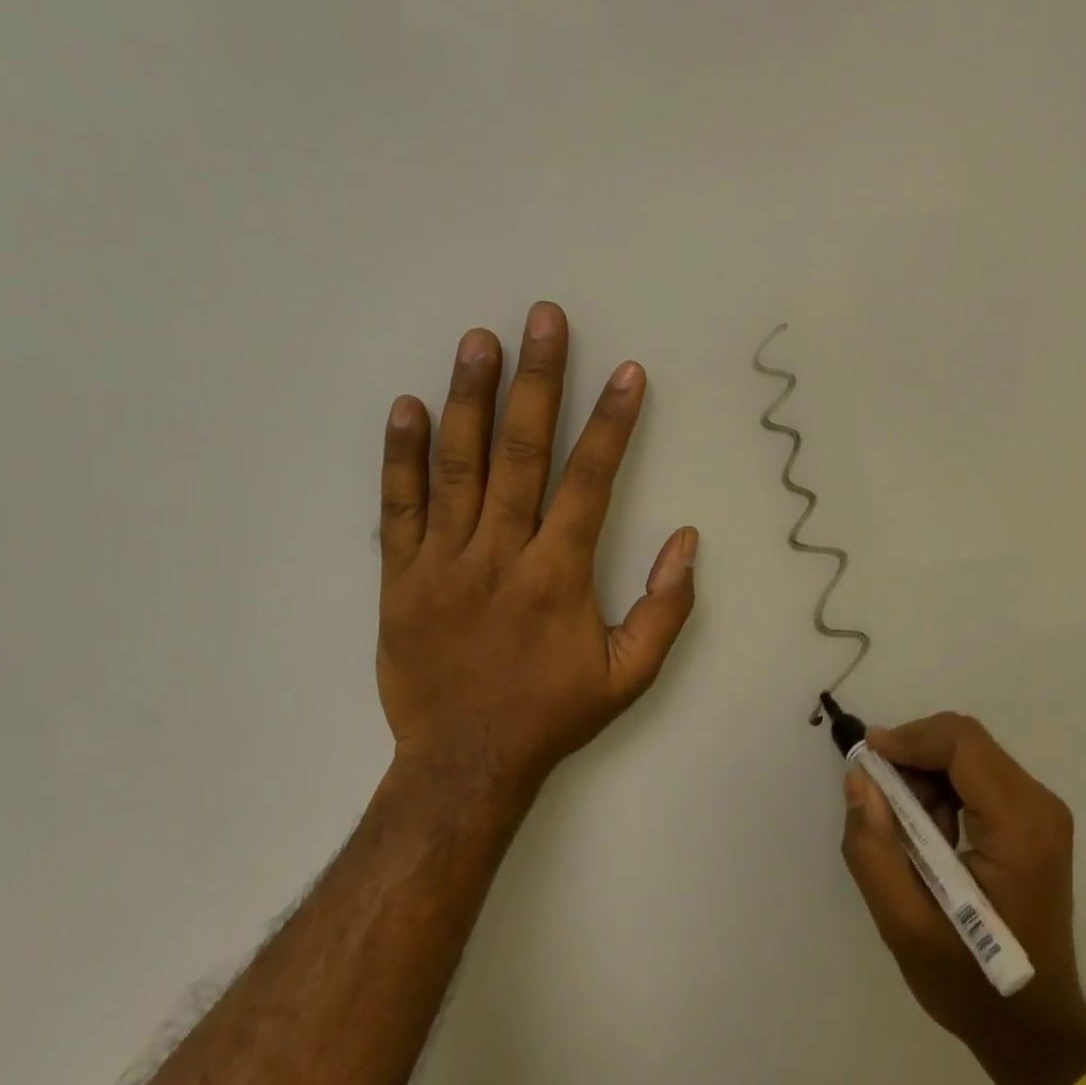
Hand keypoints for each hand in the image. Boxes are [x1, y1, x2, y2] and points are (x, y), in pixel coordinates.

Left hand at [373, 302, 697, 805]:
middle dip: (538, 380)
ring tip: (479, 341)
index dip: (613, 422)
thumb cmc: (552, 713)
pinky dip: (402, 455)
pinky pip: (398, 507)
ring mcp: (443, 562)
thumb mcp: (630, 675)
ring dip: (471, 399)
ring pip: (459, 466)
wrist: (462, 764)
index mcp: (557, 574)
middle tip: (543, 320)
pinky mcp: (400, 577)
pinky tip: (408, 407)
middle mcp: (500, 554)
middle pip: (522, 452)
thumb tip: (687, 540)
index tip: (626, 371)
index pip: (590, 480)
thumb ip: (665, 607)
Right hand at [841, 714, 1085, 1084]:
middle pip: (965, 742)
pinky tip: (929, 836)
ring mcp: (1041, 811)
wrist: (1036, 1031)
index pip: (961, 744)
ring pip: (969, 753)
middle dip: (912, 757)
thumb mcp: (905, 927)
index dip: (908, 739)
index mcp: (1019, 827)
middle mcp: (1039, 805)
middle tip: (879, 801)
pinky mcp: (1034, 819)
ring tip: (905, 831)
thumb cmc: (972, 985)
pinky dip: (942, 789)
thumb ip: (873, 849)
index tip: (865, 760)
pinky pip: (978, 775)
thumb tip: (858, 777)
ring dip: (925, 775)